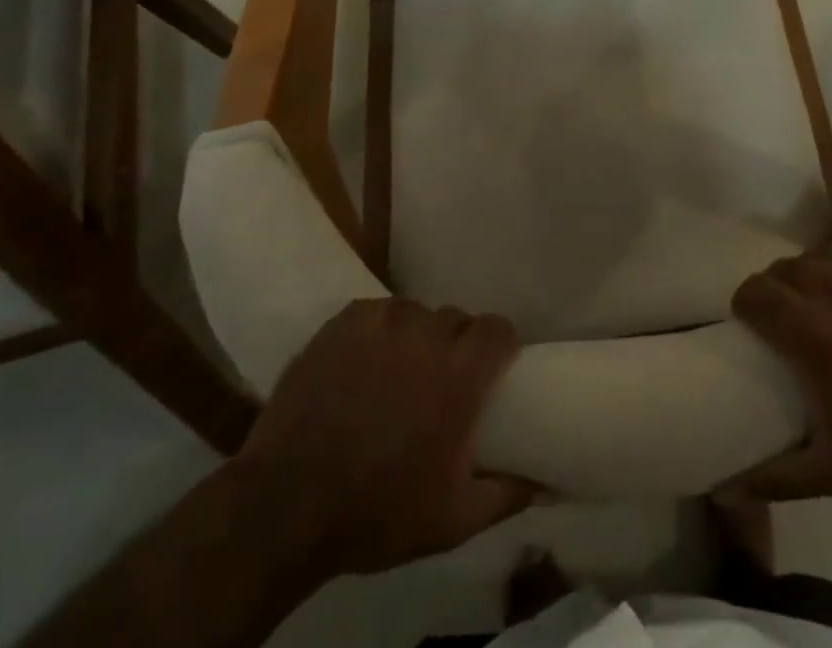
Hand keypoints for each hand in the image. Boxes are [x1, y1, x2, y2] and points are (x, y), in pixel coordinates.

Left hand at [234, 299, 535, 575]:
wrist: (285, 507)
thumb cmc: (376, 512)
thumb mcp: (452, 521)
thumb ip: (506, 495)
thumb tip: (546, 484)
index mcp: (460, 375)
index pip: (498, 329)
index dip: (499, 345)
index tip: (491, 369)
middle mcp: (427, 336)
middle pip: (456, 319)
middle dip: (456, 345)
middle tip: (440, 381)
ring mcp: (383, 323)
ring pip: (416, 313)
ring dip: (416, 337)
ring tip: (397, 371)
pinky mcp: (345, 323)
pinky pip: (378, 311)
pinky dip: (379, 329)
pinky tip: (364, 360)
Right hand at [726, 235, 831, 498]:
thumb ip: (777, 475)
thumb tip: (726, 485)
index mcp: (811, 326)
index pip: (754, 291)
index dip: (749, 305)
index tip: (756, 323)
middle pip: (785, 269)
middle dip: (782, 290)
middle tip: (798, 318)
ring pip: (821, 254)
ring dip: (818, 276)